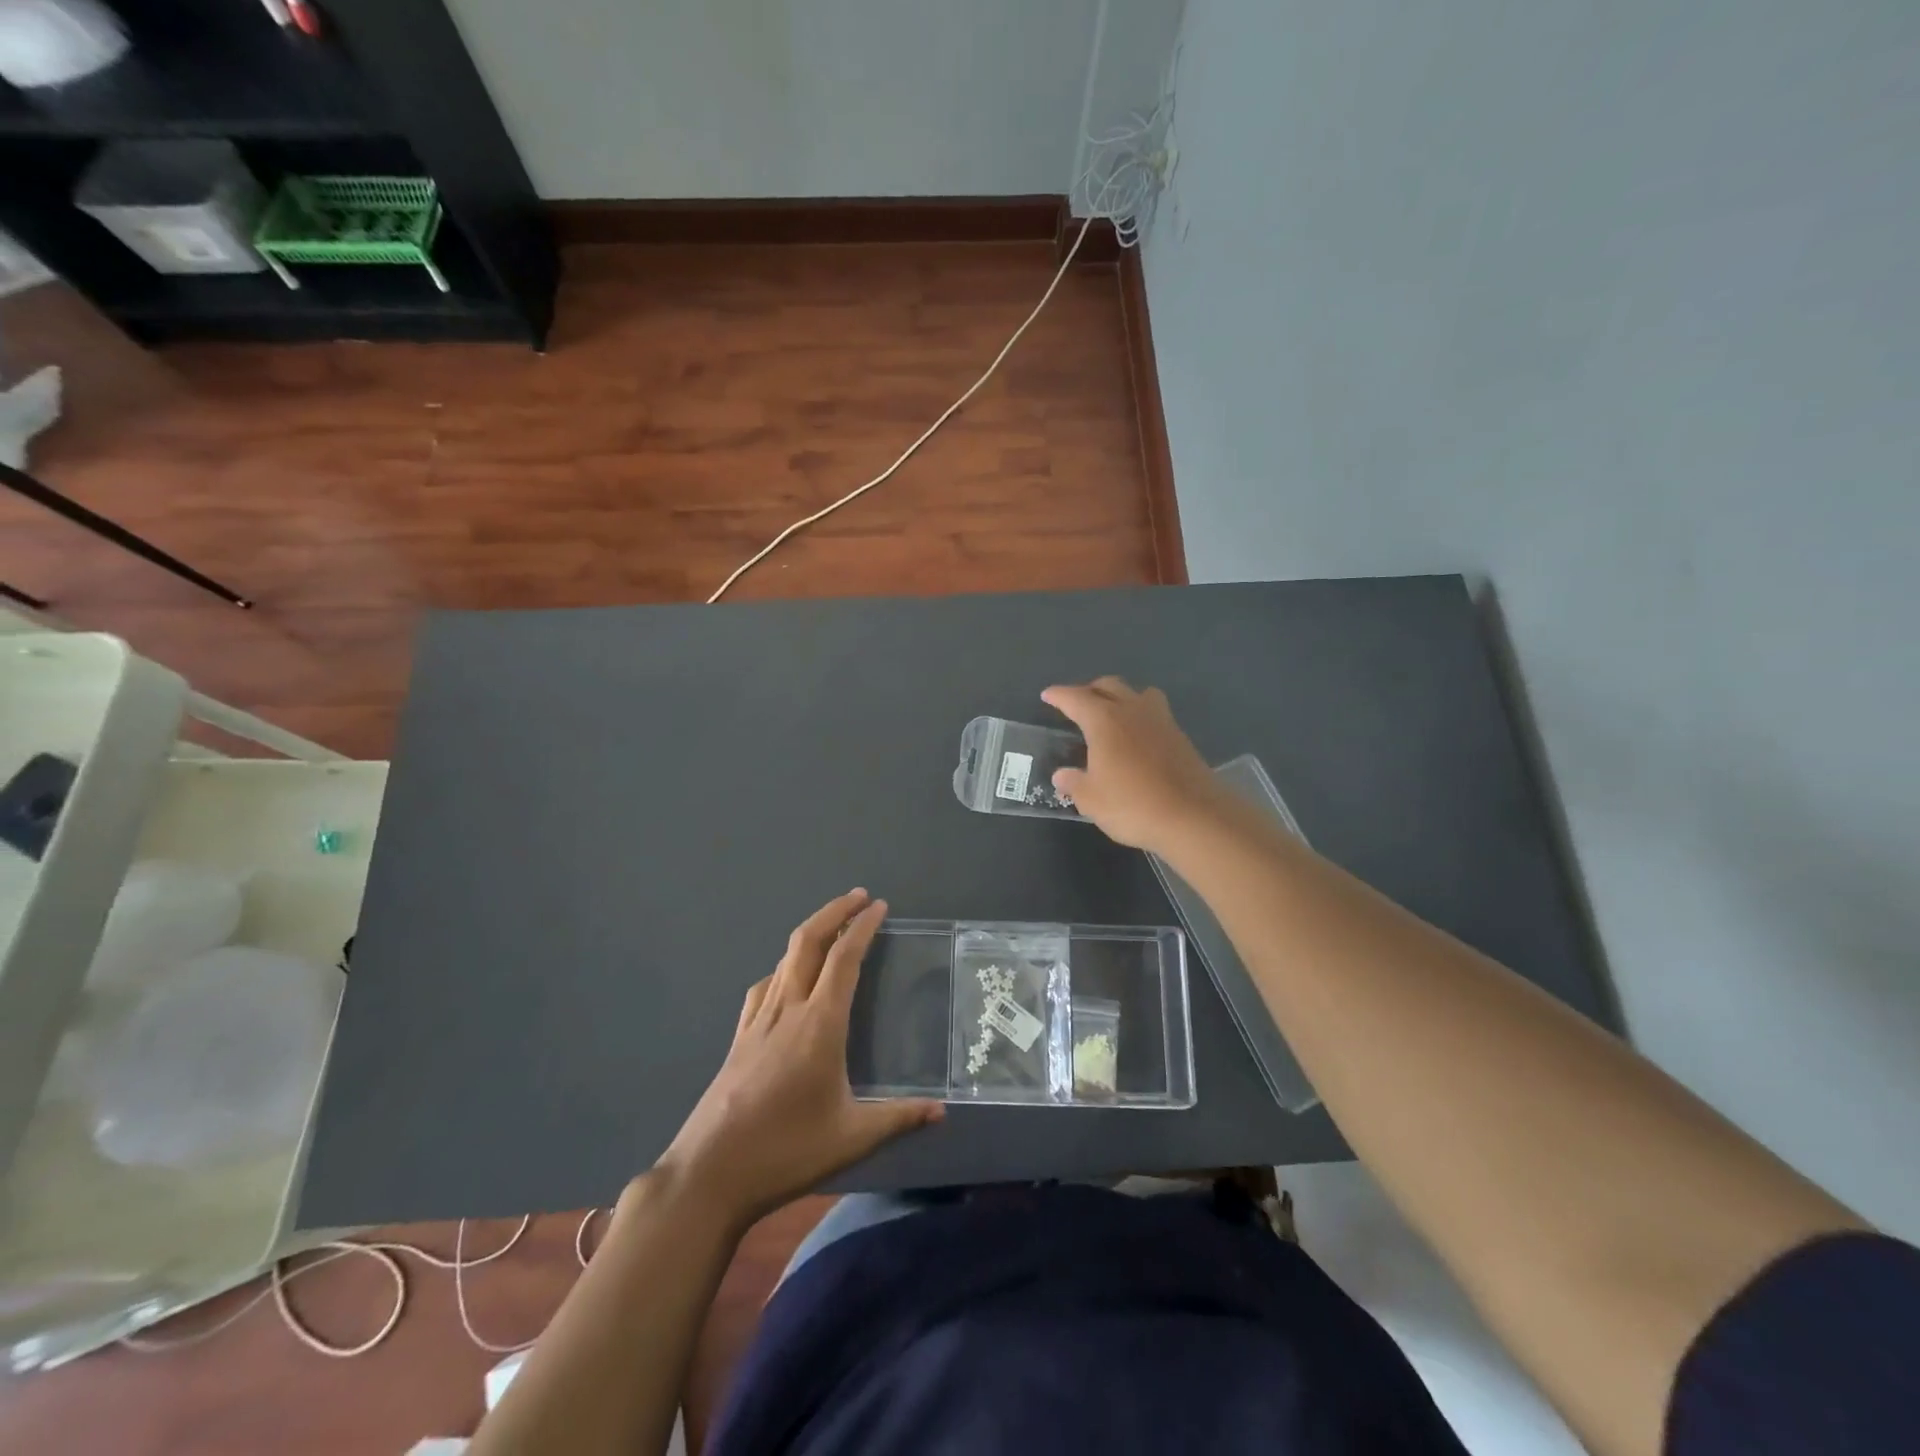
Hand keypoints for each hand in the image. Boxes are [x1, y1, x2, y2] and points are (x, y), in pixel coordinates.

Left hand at [653, 890, 942, 1227]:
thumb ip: (899, 1119)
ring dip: (810, 933)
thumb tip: (942, 1112)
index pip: (844, 959)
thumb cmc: (785, 1151)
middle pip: (808, 942)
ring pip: (785, 959)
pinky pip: (764, 985)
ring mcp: (758, 1021)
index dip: (862, 927)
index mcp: (819, 1024)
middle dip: (833, 912)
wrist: (709, 1173)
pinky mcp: (739, 1037)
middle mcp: (788, 1009)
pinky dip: (784, 967)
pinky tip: (787, 980)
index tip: (878, 906)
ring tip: (832, 928)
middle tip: (858, 897)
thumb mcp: (851, 1138)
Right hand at [1042, 677, 1224, 851]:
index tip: (1048, 695)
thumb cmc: (1133, 805)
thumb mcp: (1092, 800)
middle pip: (1109, 686)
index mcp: (1104, 720)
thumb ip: (1074, 783)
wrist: (1194, 816)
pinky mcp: (1180, 736)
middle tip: (1078, 704)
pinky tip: (1136, 737)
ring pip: (1138, 693)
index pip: (1075, 698)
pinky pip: (1155, 713)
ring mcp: (1161, 721)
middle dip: (1090, 690)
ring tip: (1112, 714)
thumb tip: (1062, 775)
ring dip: (1121, 697)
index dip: (1059, 696)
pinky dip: (1140, 716)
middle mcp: (1132, 710)